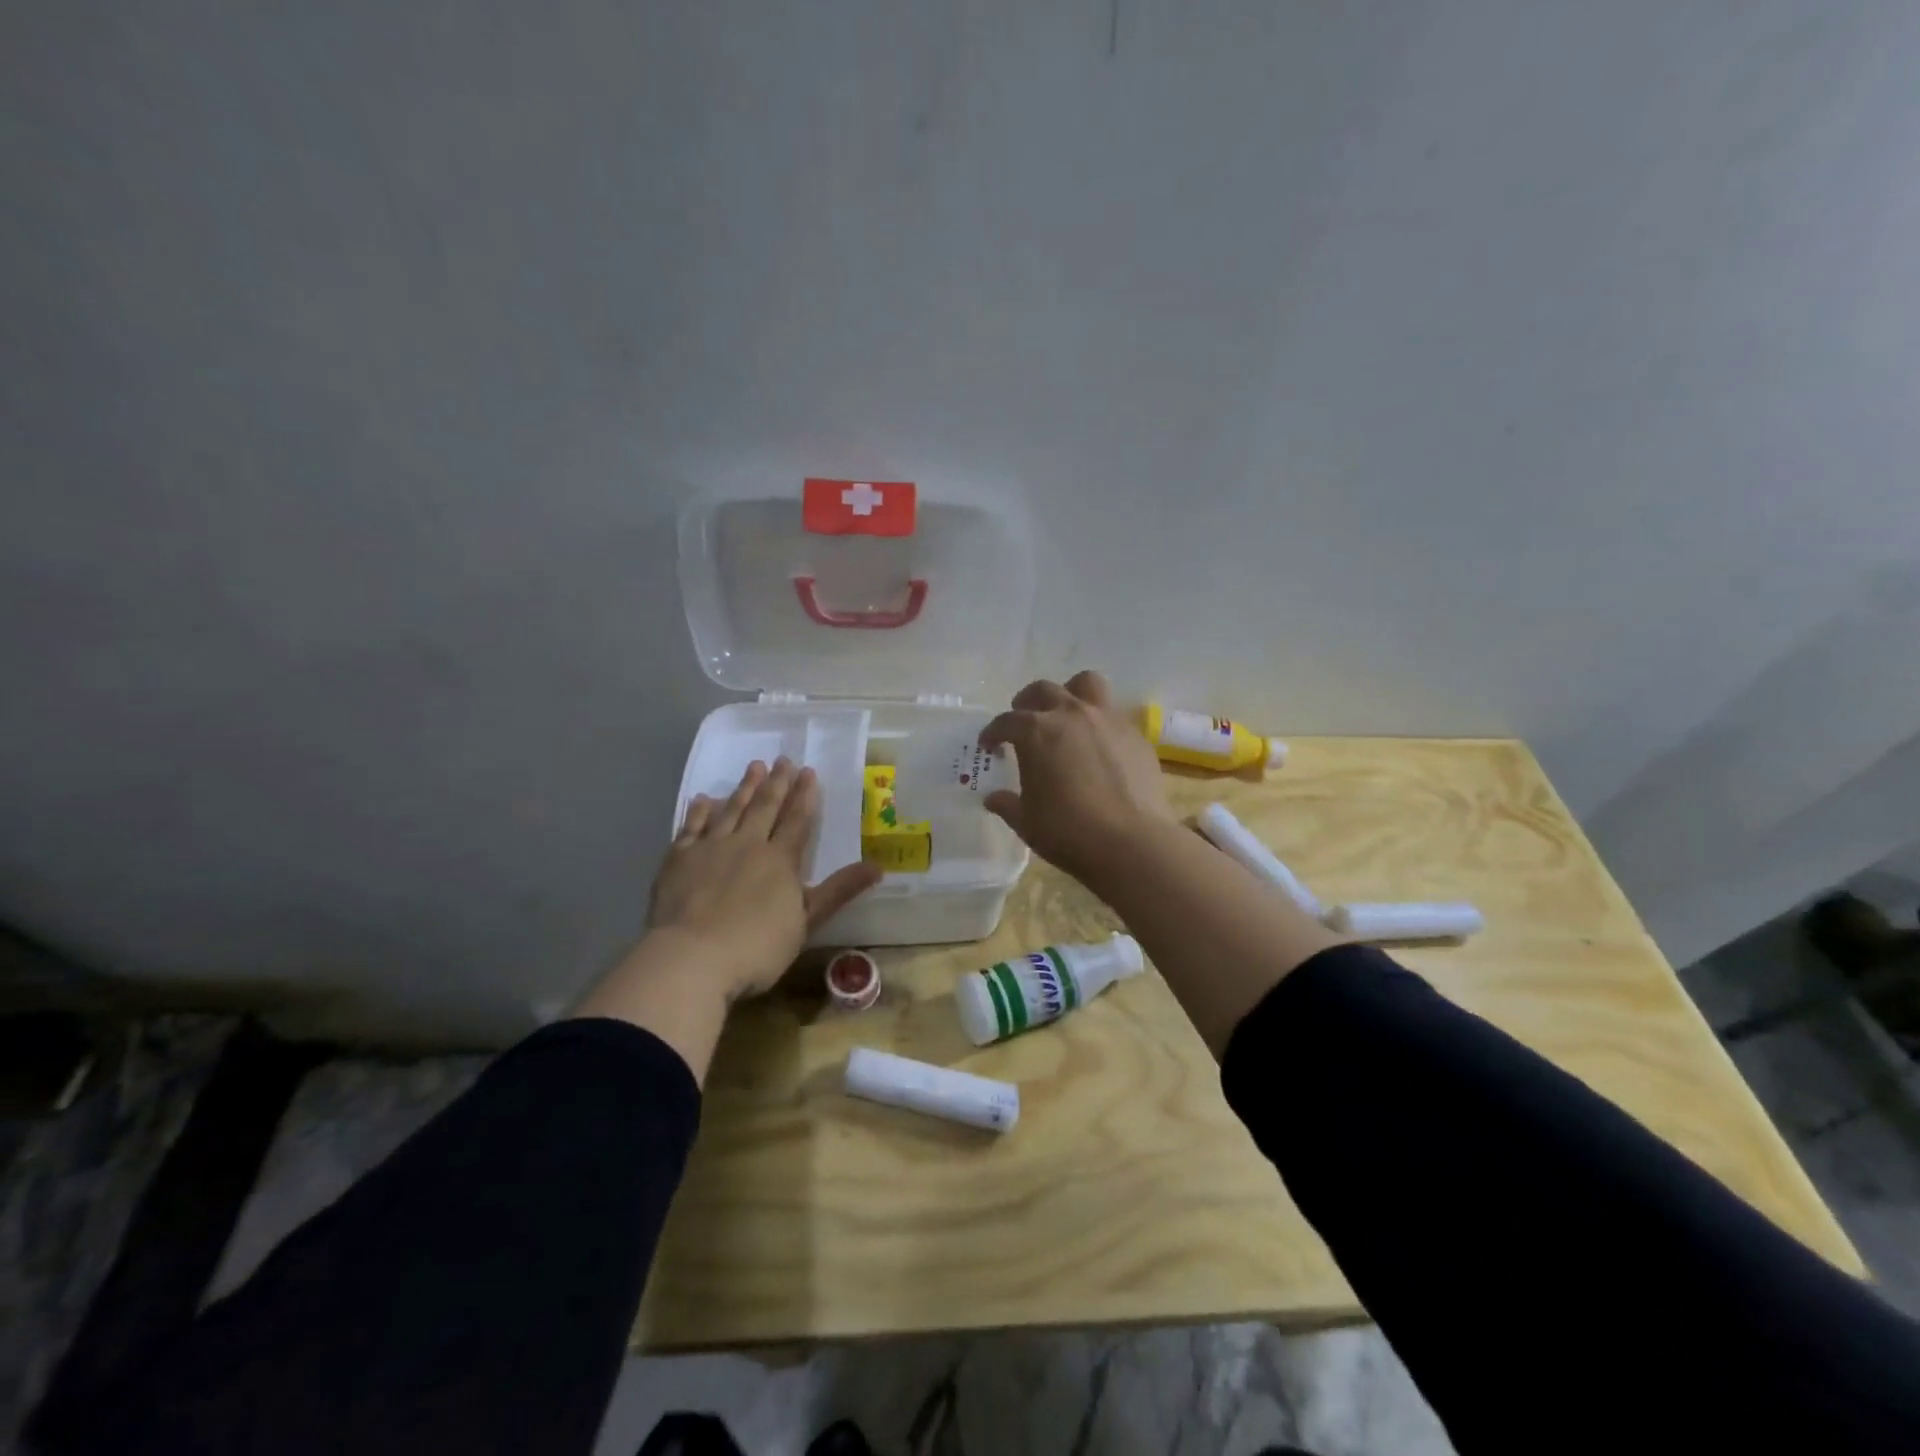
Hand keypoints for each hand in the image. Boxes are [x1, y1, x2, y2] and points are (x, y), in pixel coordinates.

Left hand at [648, 758, 881, 1001]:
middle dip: (777, 783)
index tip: (808, 771)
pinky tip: (704, 799)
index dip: (804, 796)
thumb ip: (839, 891)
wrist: (692, 957)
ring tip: (754, 766)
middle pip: (765, 807)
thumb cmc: (756, 946)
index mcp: (780, 860)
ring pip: (731, 809)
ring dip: (744, 787)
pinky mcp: (679, 859)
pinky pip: (692, 826)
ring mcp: (711, 848)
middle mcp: (747, 844)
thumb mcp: (807, 922)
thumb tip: (879, 866)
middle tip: (783, 759)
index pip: (797, 820)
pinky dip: (700, 811)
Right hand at [978, 671, 1176, 884]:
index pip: (1006, 722)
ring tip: (1065, 714)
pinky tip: (1098, 747)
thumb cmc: (1068, 831)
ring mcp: (1107, 719)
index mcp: (1036, 732)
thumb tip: (993, 798)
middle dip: (1027, 702)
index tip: (989, 744)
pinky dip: (1099, 723)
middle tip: (1023, 721)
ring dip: (1070, 693)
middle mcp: (1071, 714)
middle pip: (1043, 690)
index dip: (993, 732)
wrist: (1131, 842)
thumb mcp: (1027, 822)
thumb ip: (1008, 804)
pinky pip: (1112, 715)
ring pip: (1086, 684)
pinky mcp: (1135, 734)